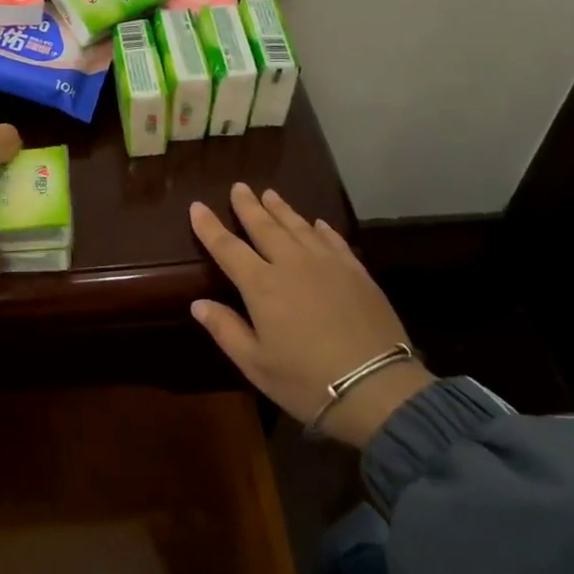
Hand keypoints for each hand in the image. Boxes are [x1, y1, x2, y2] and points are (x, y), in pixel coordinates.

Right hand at [189, 185, 432, 446]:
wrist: (376, 387)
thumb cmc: (306, 380)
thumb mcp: (255, 364)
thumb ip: (225, 329)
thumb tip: (198, 304)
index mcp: (262, 286)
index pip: (227, 248)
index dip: (210, 226)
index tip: (197, 206)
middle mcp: (292, 264)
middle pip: (265, 227)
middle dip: (248, 206)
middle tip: (239, 186)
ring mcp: (328, 264)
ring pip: (299, 227)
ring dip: (282, 209)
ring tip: (270, 193)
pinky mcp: (356, 271)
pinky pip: (333, 240)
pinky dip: (321, 229)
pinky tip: (317, 223)